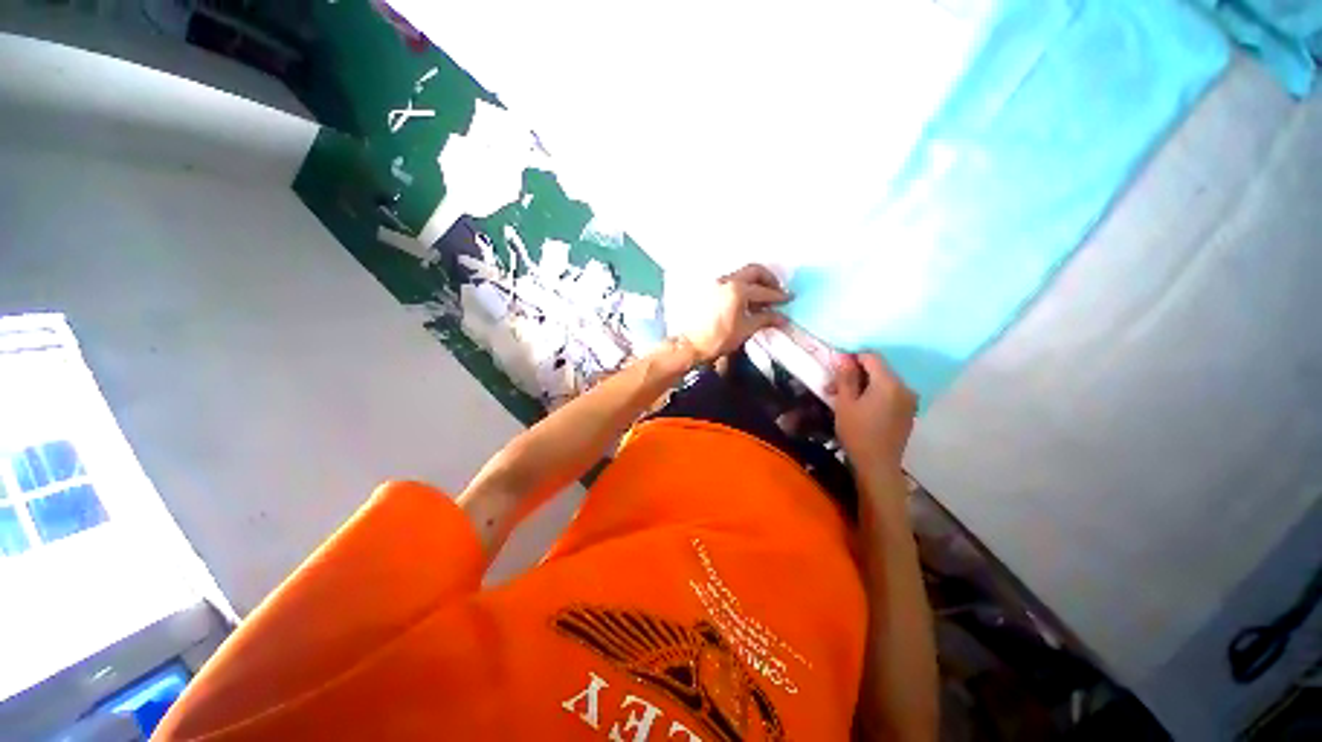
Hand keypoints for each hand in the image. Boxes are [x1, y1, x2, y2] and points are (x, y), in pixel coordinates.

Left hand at [681, 264, 789, 362]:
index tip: (789, 299)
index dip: (779, 296)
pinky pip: (731, 282)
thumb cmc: (719, 338)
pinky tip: (747, 301)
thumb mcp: (746, 329)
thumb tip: (782, 317)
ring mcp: (716, 283)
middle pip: (754, 271)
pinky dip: (742, 287)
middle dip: (768, 280)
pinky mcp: (709, 289)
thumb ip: (765, 318)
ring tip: (763, 299)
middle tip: (777, 292)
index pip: (764, 291)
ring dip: (755, 283)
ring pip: (741, 275)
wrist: (692, 345)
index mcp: (737, 289)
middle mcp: (726, 280)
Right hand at [827, 352, 917, 474]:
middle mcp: (904, 387)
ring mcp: (909, 400)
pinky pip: (890, 394)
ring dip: (863, 385)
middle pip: (878, 370)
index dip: (852, 358)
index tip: (835, 369)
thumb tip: (843, 357)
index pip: (871, 357)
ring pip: (883, 383)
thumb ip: (845, 377)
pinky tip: (859, 407)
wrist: (878, 465)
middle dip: (855, 374)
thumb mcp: (845, 403)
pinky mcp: (908, 412)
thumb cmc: (857, 433)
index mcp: (889, 383)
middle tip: (833, 387)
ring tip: (843, 399)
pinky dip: (874, 395)